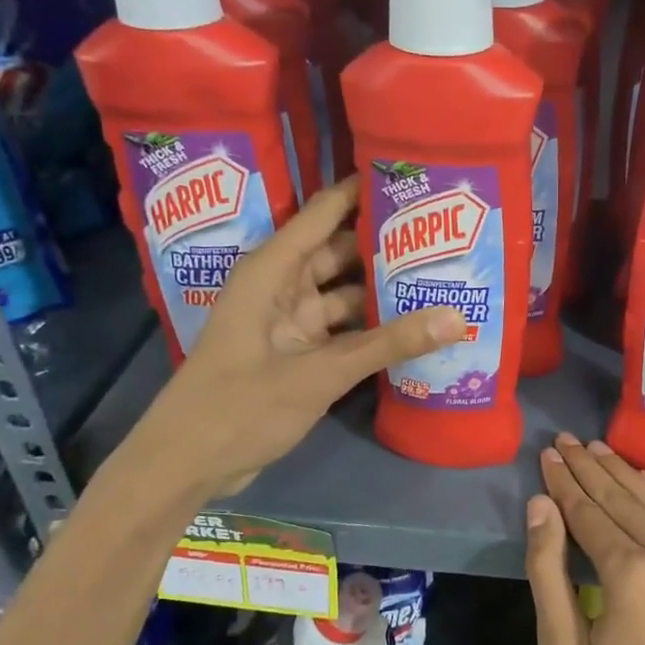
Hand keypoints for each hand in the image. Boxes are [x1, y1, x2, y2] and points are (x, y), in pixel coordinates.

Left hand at [129, 178, 465, 501]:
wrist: (187, 465)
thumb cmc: (240, 407)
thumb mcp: (320, 373)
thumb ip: (388, 344)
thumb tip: (457, 317)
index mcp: (271, 271)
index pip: (324, 213)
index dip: (364, 191)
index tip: (415, 178)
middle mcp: (282, 288)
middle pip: (341, 253)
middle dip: (387, 245)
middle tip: (447, 236)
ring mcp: (291, 324)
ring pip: (346, 295)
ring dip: (385, 292)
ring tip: (443, 279)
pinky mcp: (300, 355)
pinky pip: (345, 331)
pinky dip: (374, 331)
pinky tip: (416, 329)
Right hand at [524, 433, 644, 644]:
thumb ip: (548, 572)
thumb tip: (541, 506)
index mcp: (629, 574)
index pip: (589, 511)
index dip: (565, 482)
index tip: (549, 455)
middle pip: (624, 497)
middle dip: (591, 467)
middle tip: (568, 441)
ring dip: (627, 473)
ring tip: (600, 450)